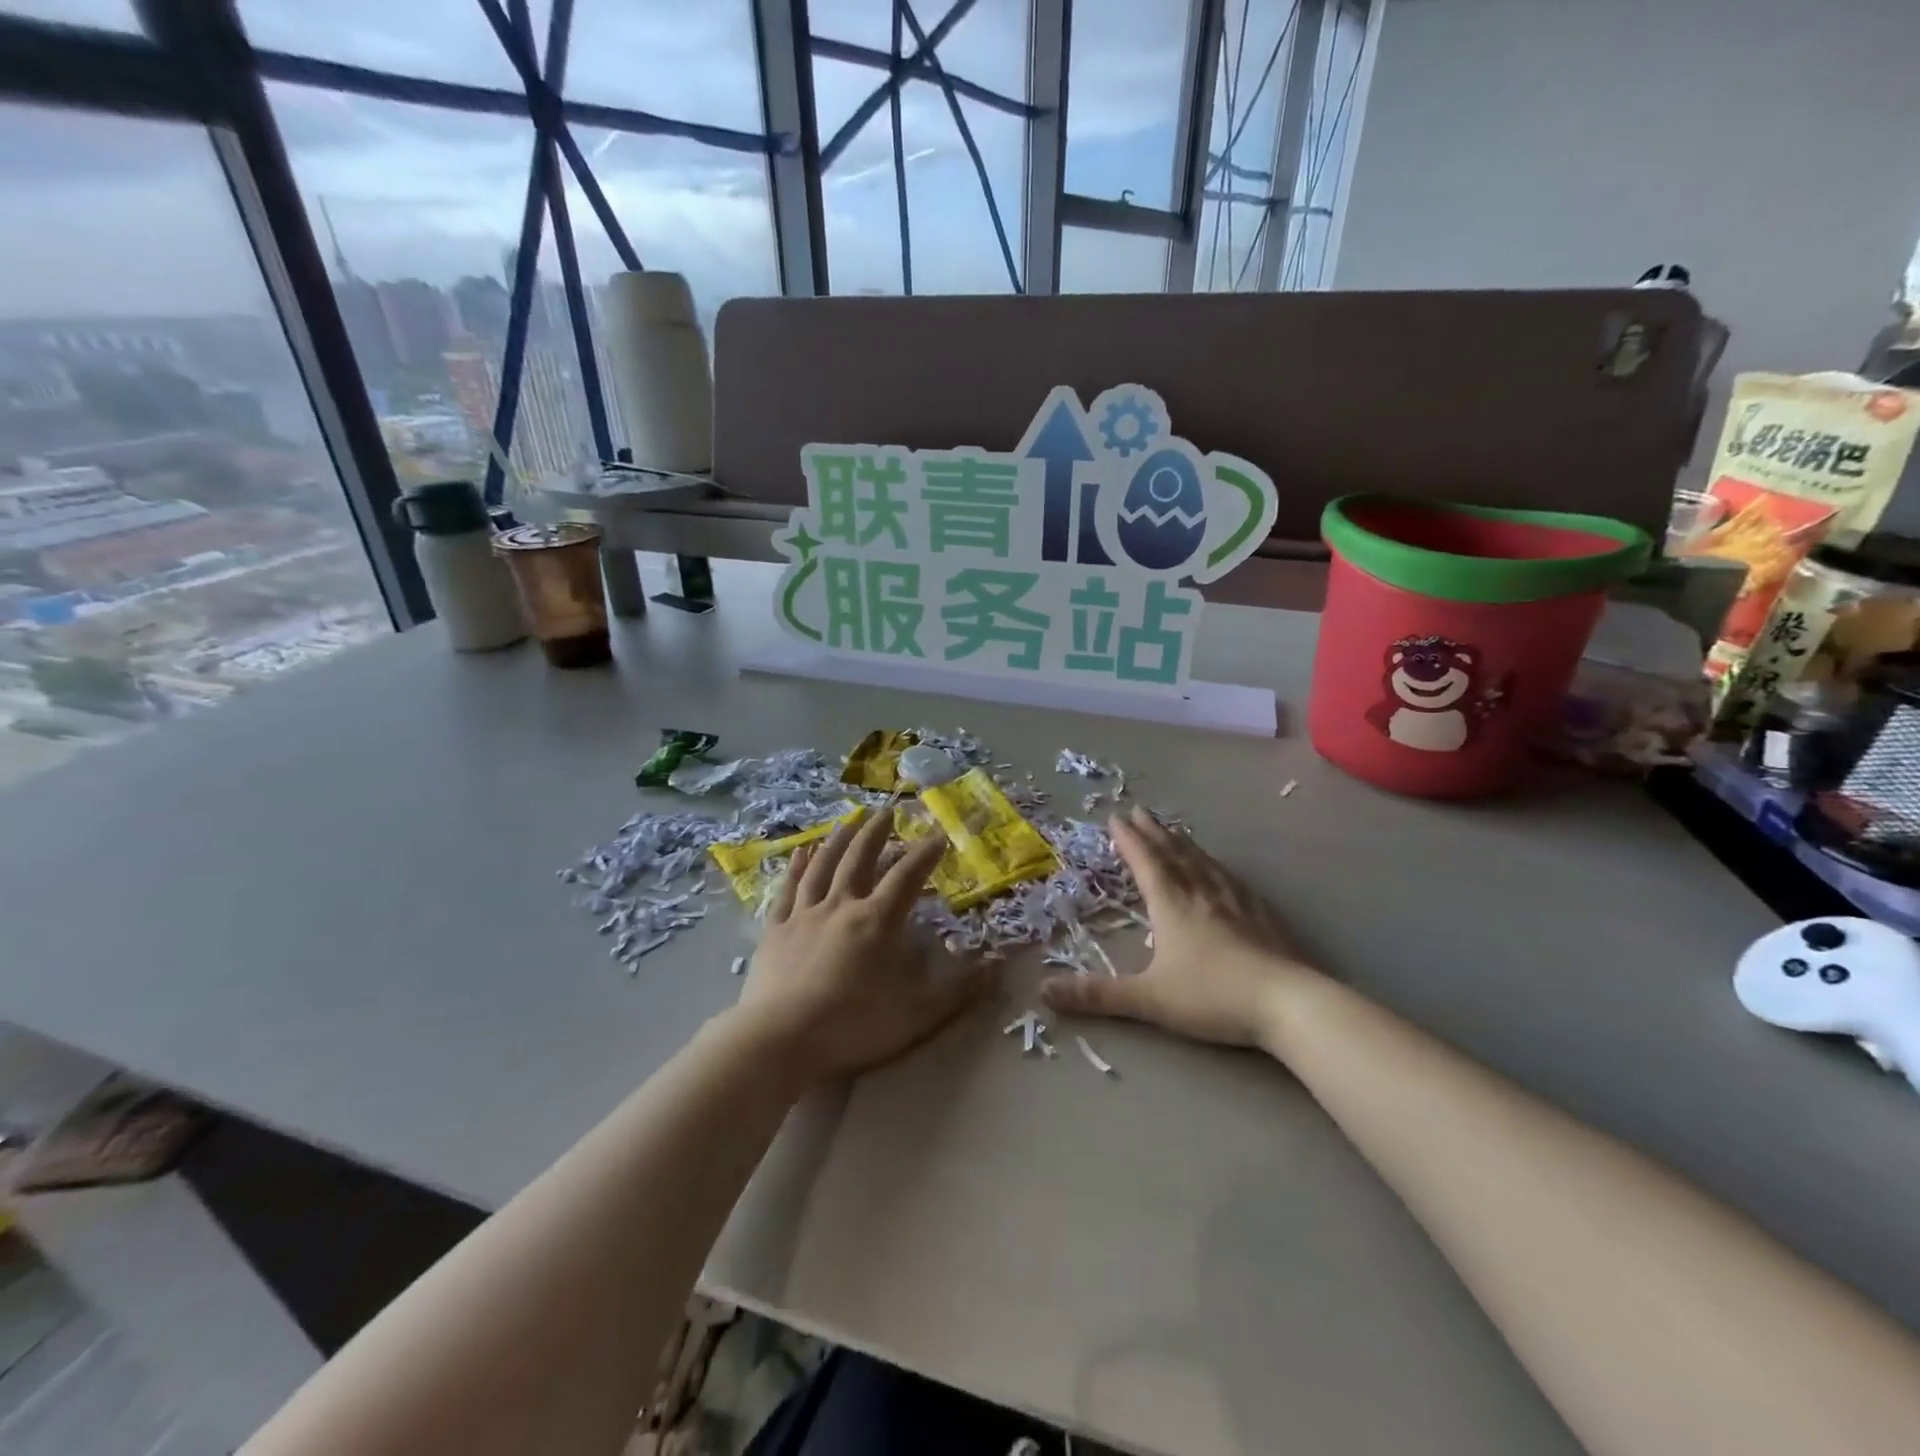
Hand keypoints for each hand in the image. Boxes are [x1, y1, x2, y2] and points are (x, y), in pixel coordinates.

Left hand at [733, 810, 989, 1085]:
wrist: (779, 1040)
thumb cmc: (852, 1026)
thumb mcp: (916, 1015)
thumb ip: (958, 991)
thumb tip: (998, 968)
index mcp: (877, 921)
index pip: (907, 877)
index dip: (925, 854)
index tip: (938, 835)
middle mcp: (841, 906)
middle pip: (861, 859)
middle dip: (877, 833)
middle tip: (887, 810)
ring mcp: (805, 915)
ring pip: (824, 866)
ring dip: (839, 840)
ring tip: (849, 820)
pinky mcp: (776, 930)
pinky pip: (789, 889)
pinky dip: (797, 867)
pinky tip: (801, 852)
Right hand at [1041, 806, 1321, 1049]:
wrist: (1288, 1002)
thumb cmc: (1212, 995)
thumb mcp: (1149, 999)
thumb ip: (1098, 995)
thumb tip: (1046, 991)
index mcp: (1172, 905)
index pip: (1146, 862)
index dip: (1129, 839)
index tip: (1116, 817)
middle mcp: (1201, 893)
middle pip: (1174, 854)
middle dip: (1154, 832)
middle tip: (1140, 810)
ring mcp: (1235, 902)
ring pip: (1203, 862)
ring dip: (1183, 843)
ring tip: (1173, 830)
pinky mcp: (1261, 915)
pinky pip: (1230, 879)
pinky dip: (1216, 866)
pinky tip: (1222, 870)